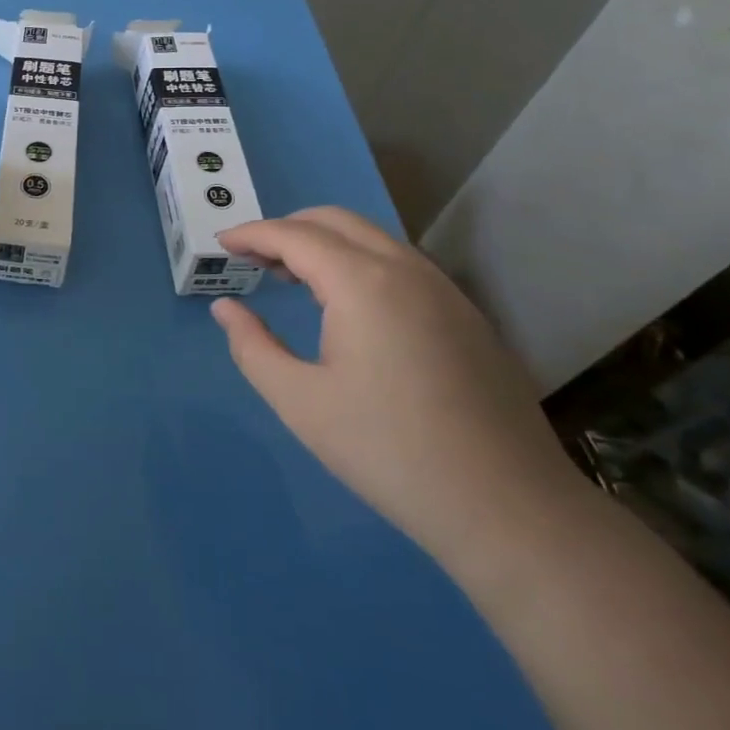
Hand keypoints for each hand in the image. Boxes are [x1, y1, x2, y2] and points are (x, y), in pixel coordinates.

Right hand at [208, 207, 586, 565]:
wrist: (508, 508)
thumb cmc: (388, 451)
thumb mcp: (300, 402)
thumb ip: (252, 346)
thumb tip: (226, 307)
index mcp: (362, 282)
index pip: (293, 235)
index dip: (252, 234)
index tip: (221, 243)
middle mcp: (404, 268)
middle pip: (335, 221)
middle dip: (287, 229)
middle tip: (253, 258)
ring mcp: (443, 289)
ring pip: (371, 239)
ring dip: (324, 244)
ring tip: (292, 278)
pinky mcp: (464, 314)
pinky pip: (399, 264)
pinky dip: (358, 263)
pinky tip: (347, 307)